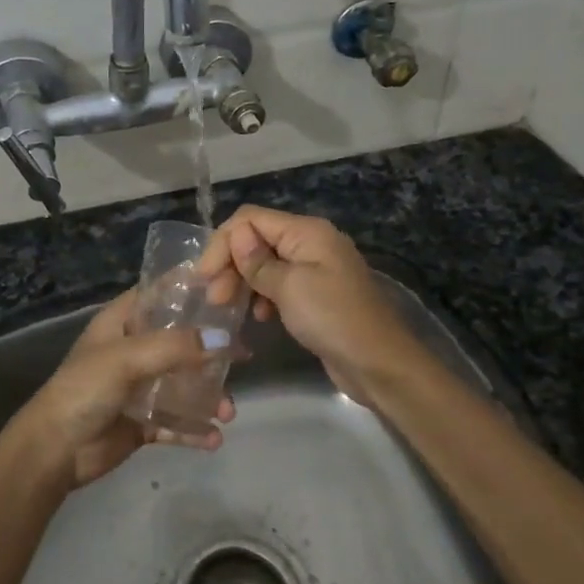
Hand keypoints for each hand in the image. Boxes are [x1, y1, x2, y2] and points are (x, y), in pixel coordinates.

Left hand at [8, 290, 237, 489]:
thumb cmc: (86, 388)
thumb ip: (175, 347)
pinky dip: (195, 429)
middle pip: (179, 340)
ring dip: (208, 396)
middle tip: (245, 354)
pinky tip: (214, 439)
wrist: (56, 449)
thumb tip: (224, 340)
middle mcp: (133, 350)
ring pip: (183, 384)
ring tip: (228, 411)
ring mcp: (139, 388)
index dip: (189, 289)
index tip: (227, 288)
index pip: (159, 294)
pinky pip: (176, 423)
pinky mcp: (142, 422)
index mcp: (122, 322)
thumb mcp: (128, 358)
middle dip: (211, 348)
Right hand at [204, 206, 425, 401]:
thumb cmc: (332, 318)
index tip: (205, 277)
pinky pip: (279, 285)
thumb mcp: (289, 287)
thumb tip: (236, 235)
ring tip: (228, 309)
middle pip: (256, 239)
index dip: (224, 243)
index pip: (250, 219)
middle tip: (214, 298)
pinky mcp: (315, 294)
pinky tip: (258, 317)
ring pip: (264, 264)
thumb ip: (257, 261)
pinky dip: (262, 296)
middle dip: (231, 264)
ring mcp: (314, 269)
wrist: (379, 364)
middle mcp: (310, 243)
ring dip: (243, 281)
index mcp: (306, 231)